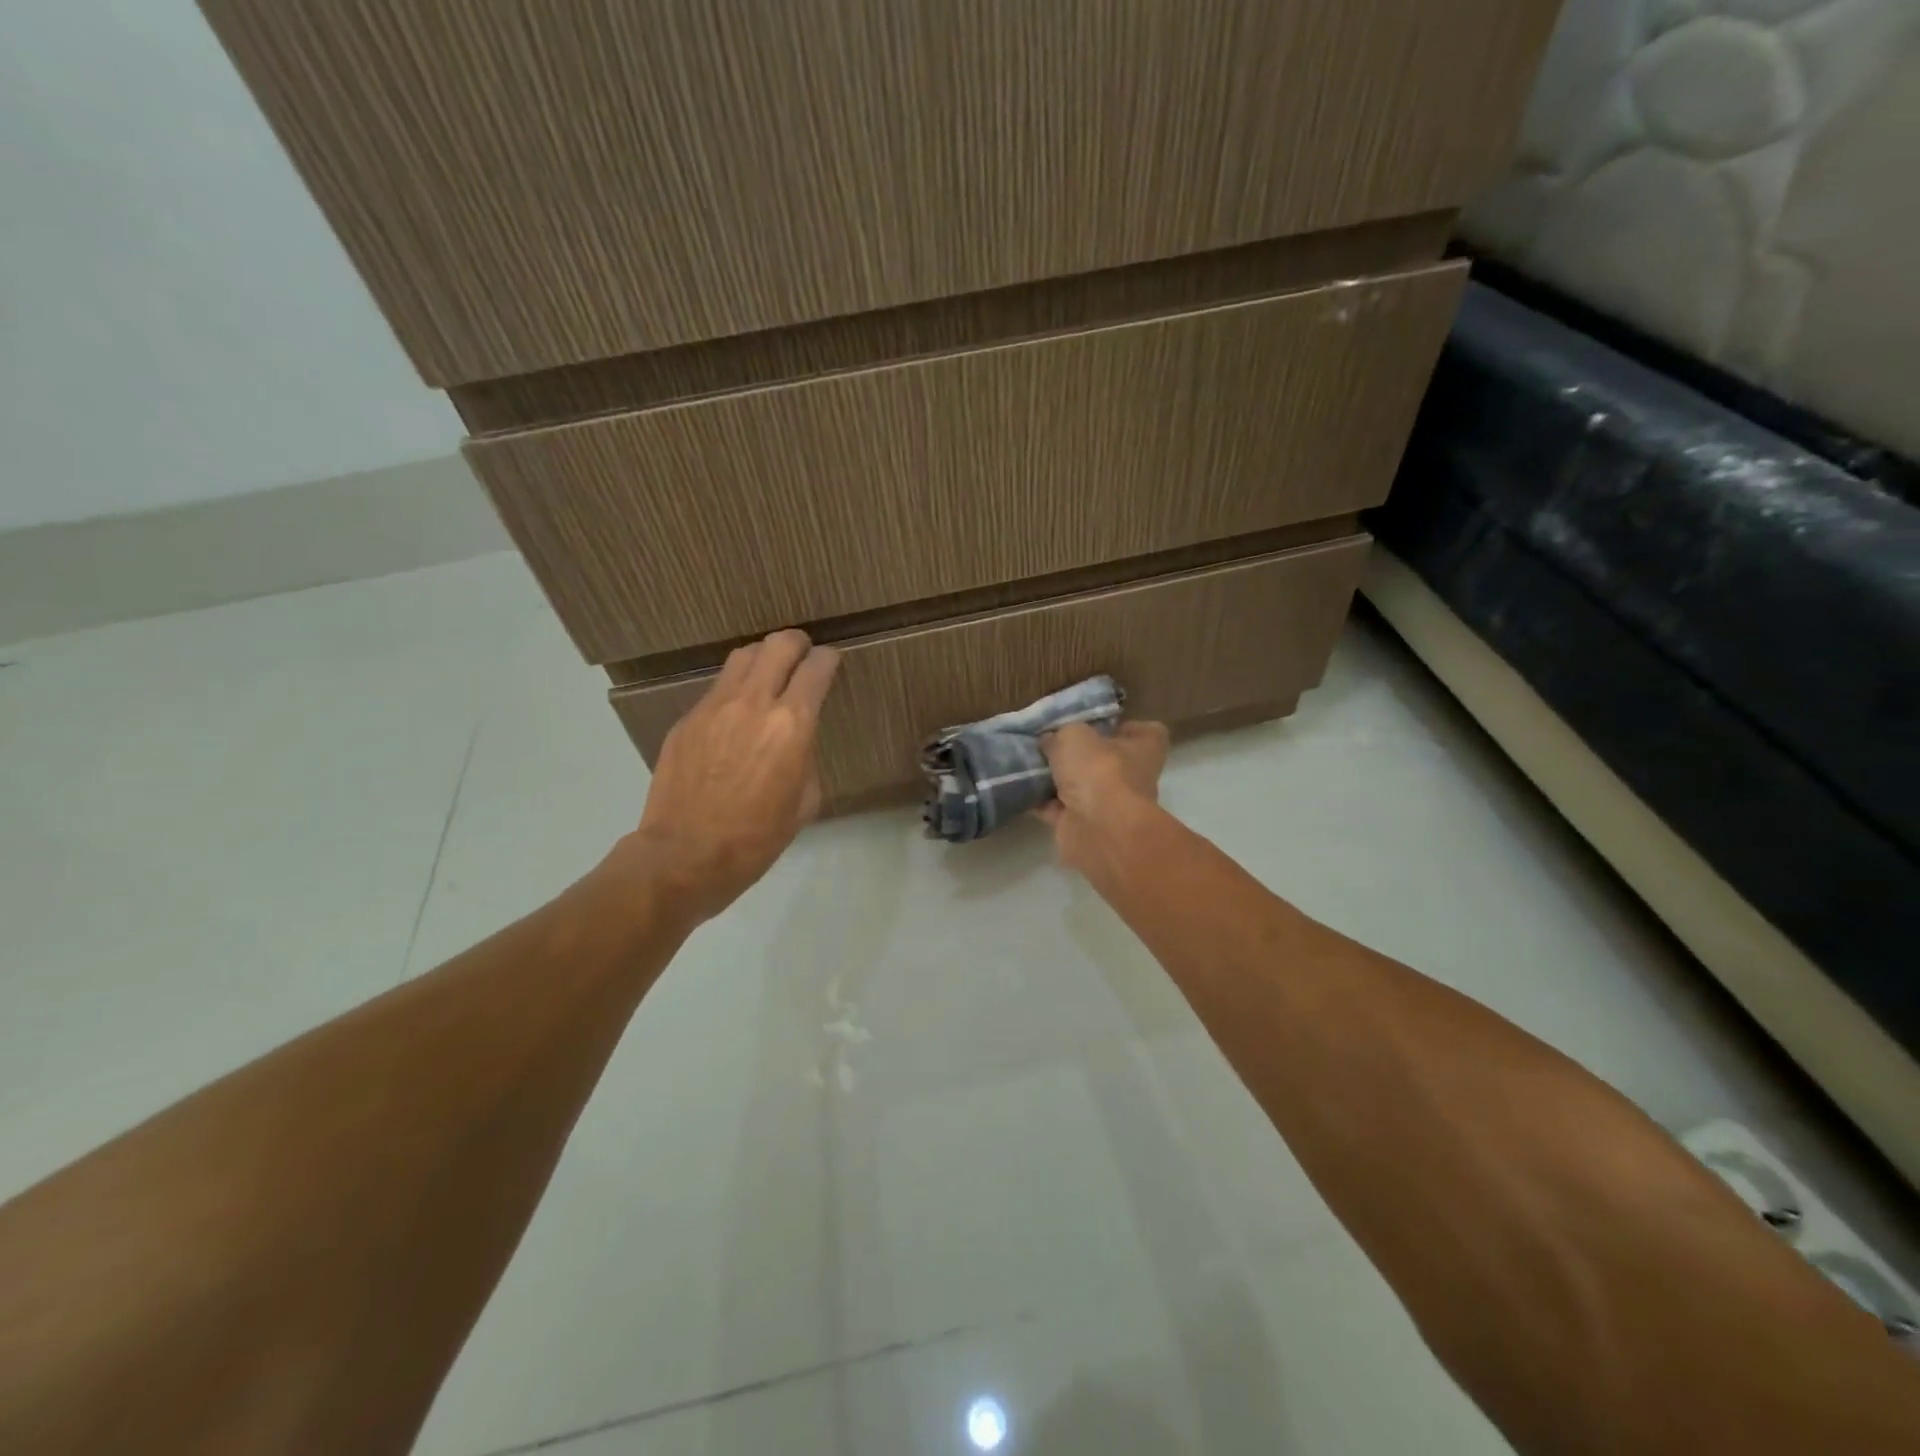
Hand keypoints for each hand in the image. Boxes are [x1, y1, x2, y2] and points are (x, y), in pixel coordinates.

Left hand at [617, 629, 840, 921]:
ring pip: (743, 656)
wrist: (685, 855)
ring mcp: (714, 707)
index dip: (829, 660)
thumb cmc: (756, 838)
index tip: (831, 662)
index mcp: (792, 725)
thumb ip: (805, 758)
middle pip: (779, 645)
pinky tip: (737, 713)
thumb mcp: (804, 802)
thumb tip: (796, 743)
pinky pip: (717, 688)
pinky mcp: (687, 719)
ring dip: (764, 658)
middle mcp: (754, 703)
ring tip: (770, 674)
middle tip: (803, 655)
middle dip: (798, 644)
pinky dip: (736, 688)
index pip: (816, 669)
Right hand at [1037, 720, 1170, 875]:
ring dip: (1057, 778)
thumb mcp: (1074, 735)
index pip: (1147, 732)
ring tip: (1029, 761)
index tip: (1097, 723)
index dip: (1124, 726)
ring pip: (1080, 786)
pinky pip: (1059, 809)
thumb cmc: (1098, 771)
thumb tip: (1050, 741)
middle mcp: (1131, 778)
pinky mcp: (1084, 826)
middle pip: (1107, 760)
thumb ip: (1061, 734)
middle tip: (1050, 740)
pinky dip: (1042, 801)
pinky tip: (1021, 786)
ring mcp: (1109, 806)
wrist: (1097, 829)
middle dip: (1079, 753)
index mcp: (1143, 750)